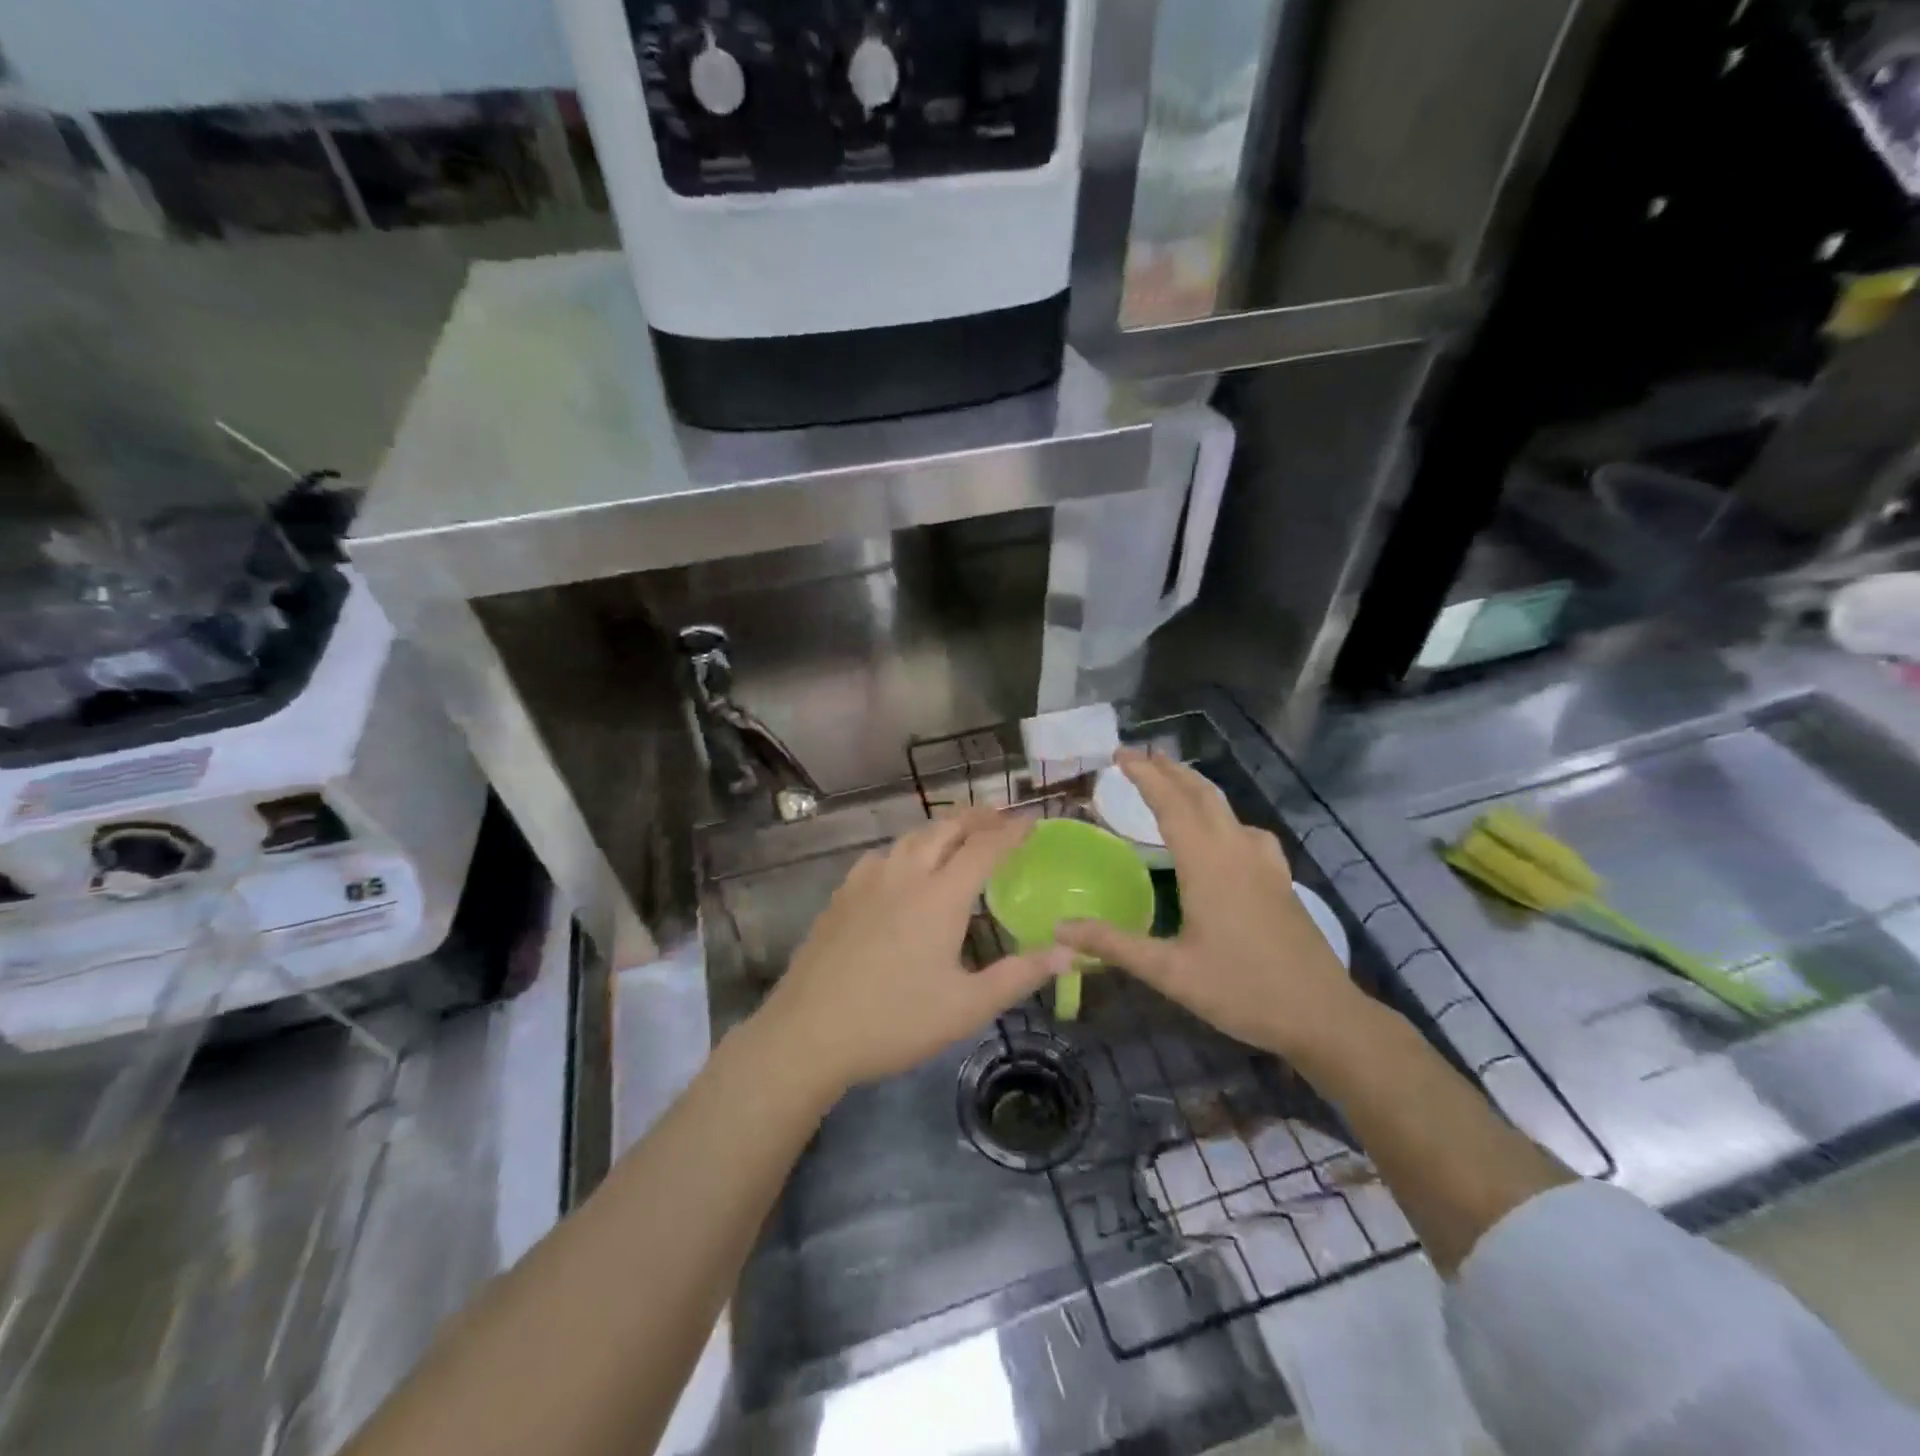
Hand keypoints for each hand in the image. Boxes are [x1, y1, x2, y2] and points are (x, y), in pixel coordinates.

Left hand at [752, 809, 1069, 1093]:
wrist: (808, 1032)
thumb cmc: (895, 1021)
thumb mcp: (967, 1007)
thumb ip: (1020, 975)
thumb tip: (1070, 951)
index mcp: (939, 896)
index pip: (984, 847)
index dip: (1012, 830)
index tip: (1033, 819)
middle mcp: (904, 875)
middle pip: (945, 829)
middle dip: (977, 817)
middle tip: (1000, 817)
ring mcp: (867, 881)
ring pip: (910, 837)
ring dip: (941, 828)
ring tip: (958, 834)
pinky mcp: (841, 895)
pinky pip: (882, 855)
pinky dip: (906, 847)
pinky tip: (903, 865)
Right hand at [1058, 748, 1368, 1060]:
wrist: (1323, 1015)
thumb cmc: (1241, 990)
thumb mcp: (1169, 972)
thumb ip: (1113, 945)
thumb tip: (1059, 928)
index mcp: (1207, 863)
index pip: (1170, 804)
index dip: (1144, 776)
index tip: (1119, 754)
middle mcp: (1236, 850)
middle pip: (1201, 794)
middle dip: (1169, 770)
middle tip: (1138, 758)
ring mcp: (1264, 863)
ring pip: (1226, 808)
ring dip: (1195, 788)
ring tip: (1173, 784)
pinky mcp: (1280, 879)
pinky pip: (1245, 830)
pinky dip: (1222, 816)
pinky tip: (1222, 836)